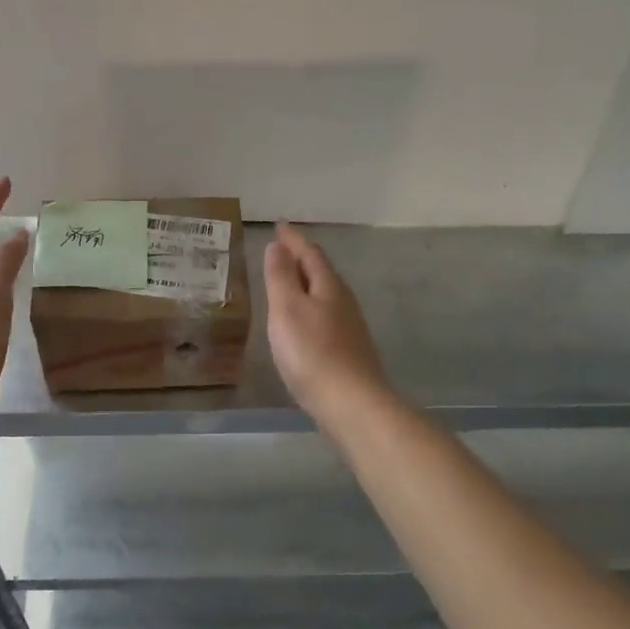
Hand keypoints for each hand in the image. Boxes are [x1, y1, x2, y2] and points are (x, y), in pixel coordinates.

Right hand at [263, 222, 387, 423]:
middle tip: (281, 249)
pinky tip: (302, 322)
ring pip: (324, 294)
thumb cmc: (312, 352)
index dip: (293, 239)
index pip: (309, 253)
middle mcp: (343, 301)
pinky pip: (325, 316)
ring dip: (306, 283)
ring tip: (288, 281)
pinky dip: (310, 308)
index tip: (279, 225)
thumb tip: (278, 246)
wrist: (351, 403)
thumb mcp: (287, 309)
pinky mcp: (347, 351)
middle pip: (321, 272)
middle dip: (301, 258)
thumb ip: (281, 277)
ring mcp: (348, 327)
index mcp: (328, 286)